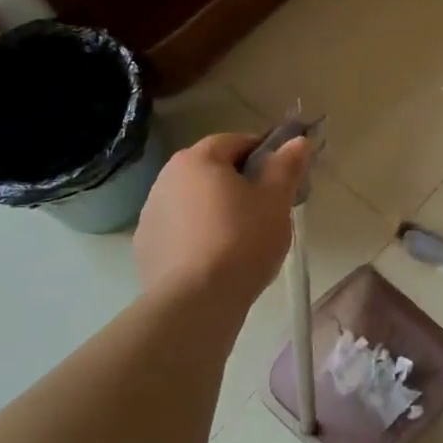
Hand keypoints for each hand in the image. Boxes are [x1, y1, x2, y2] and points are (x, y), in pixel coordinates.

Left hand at [133, 131, 312, 302]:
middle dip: (238, 182)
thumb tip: (298, 141)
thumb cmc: (243, 240)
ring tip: (242, 238)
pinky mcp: (145, 248)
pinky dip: (197, 235)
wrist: (196, 302)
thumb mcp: (276, 200)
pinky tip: (216, 258)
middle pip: (211, 170)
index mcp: (197, 159)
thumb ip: (287, 166)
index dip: (263, 154)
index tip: (281, 177)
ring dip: (215, 208)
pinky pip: (179, 230)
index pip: (236, 141)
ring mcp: (150, 214)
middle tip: (266, 208)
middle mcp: (166, 178)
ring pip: (193, 200)